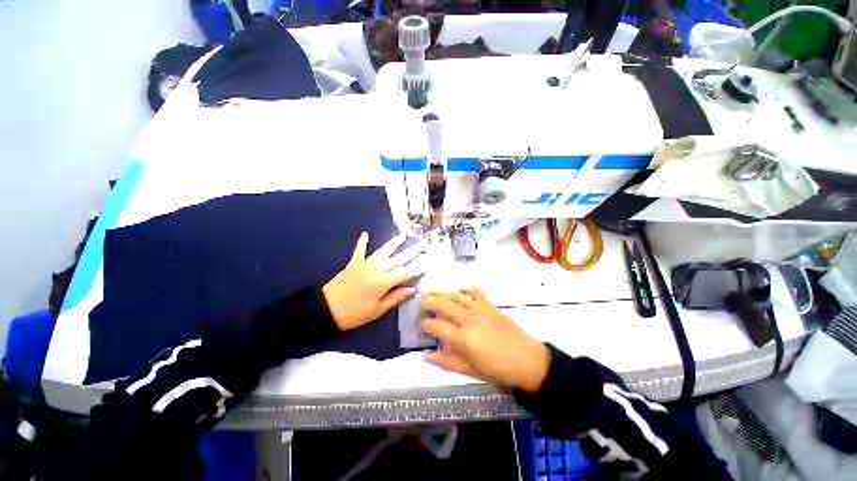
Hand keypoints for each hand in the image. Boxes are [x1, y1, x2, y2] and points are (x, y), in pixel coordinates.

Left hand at [323, 232, 422, 330]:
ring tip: (402, 236)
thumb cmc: (354, 313)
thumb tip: (411, 289)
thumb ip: (395, 297)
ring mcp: (365, 264)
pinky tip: (365, 233)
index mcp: (383, 282)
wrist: (326, 308)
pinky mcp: (353, 263)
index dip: (416, 268)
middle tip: (421, 245)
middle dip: (411, 252)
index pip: (405, 273)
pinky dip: (362, 242)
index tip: (426, 263)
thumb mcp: (377, 310)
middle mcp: (377, 269)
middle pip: (397, 259)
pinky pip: (359, 250)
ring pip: (383, 251)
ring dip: (393, 243)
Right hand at [421, 288, 550, 392]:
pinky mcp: (490, 305)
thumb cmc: (498, 369)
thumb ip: (446, 361)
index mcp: (462, 338)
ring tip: (434, 292)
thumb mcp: (470, 370)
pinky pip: (475, 291)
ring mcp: (480, 309)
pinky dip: (465, 289)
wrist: (527, 360)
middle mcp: (468, 319)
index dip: (425, 324)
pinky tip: (460, 292)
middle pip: (443, 304)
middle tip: (422, 302)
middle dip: (429, 302)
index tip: (422, 325)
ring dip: (443, 293)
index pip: (436, 326)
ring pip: (456, 295)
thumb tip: (426, 355)